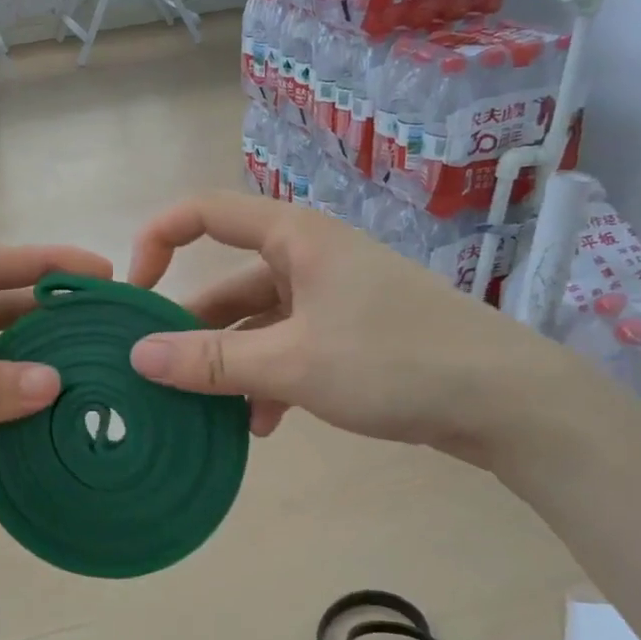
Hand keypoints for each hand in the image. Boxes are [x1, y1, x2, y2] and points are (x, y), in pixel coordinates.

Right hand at [125, 194, 571, 463]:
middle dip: (194, 329)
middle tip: (160, 374)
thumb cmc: (394, 360)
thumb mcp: (292, 362)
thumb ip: (212, 362)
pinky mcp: (352, 335)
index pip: (205, 213)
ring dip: (231, 366)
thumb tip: (138, 356)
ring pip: (258, 325)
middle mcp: (309, 258)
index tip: (134, 292)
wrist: (506, 400)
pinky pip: (289, 350)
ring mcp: (333, 298)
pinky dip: (268, 382)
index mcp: (295, 238)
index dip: (158, 240)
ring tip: (206, 413)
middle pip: (229, 283)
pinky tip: (261, 426)